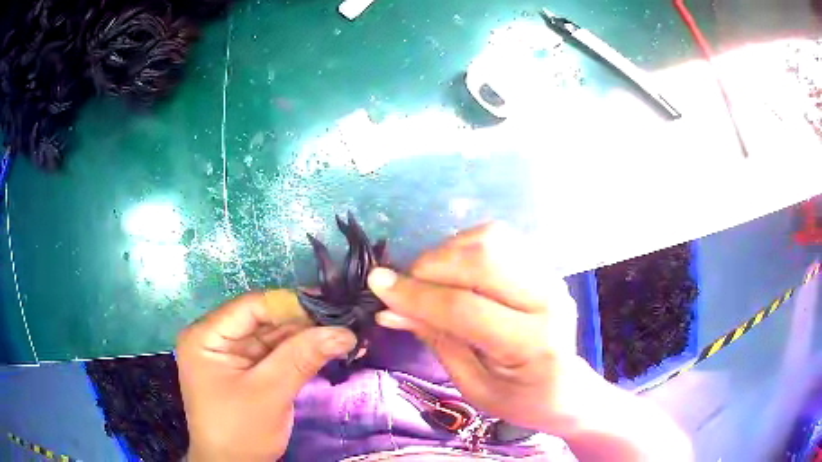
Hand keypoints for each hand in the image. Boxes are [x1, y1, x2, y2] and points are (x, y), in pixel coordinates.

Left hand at [176, 290, 355, 460]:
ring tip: (342, 333)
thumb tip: (344, 331)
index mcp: (206, 336)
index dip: (291, 304)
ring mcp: (232, 355)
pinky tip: (326, 349)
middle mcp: (217, 338)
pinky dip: (300, 354)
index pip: (251, 307)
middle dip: (303, 323)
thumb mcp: (269, 393)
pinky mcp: (247, 371)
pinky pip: (275, 355)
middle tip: (343, 320)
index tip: (331, 305)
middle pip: (264, 320)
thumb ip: (302, 358)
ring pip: (273, 337)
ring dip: (306, 338)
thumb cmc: (239, 431)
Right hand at [367, 223, 691, 460]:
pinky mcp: (543, 265)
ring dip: (447, 252)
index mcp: (531, 343)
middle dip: (430, 267)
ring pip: (490, 239)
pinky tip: (455, 270)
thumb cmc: (519, 398)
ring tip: (430, 279)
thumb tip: (388, 309)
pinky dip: (465, 246)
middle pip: (481, 260)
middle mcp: (547, 299)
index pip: (465, 308)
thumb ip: (435, 339)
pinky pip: (499, 238)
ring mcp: (549, 275)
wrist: (565, 388)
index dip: (416, 295)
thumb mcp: (472, 384)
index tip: (377, 285)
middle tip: (406, 286)